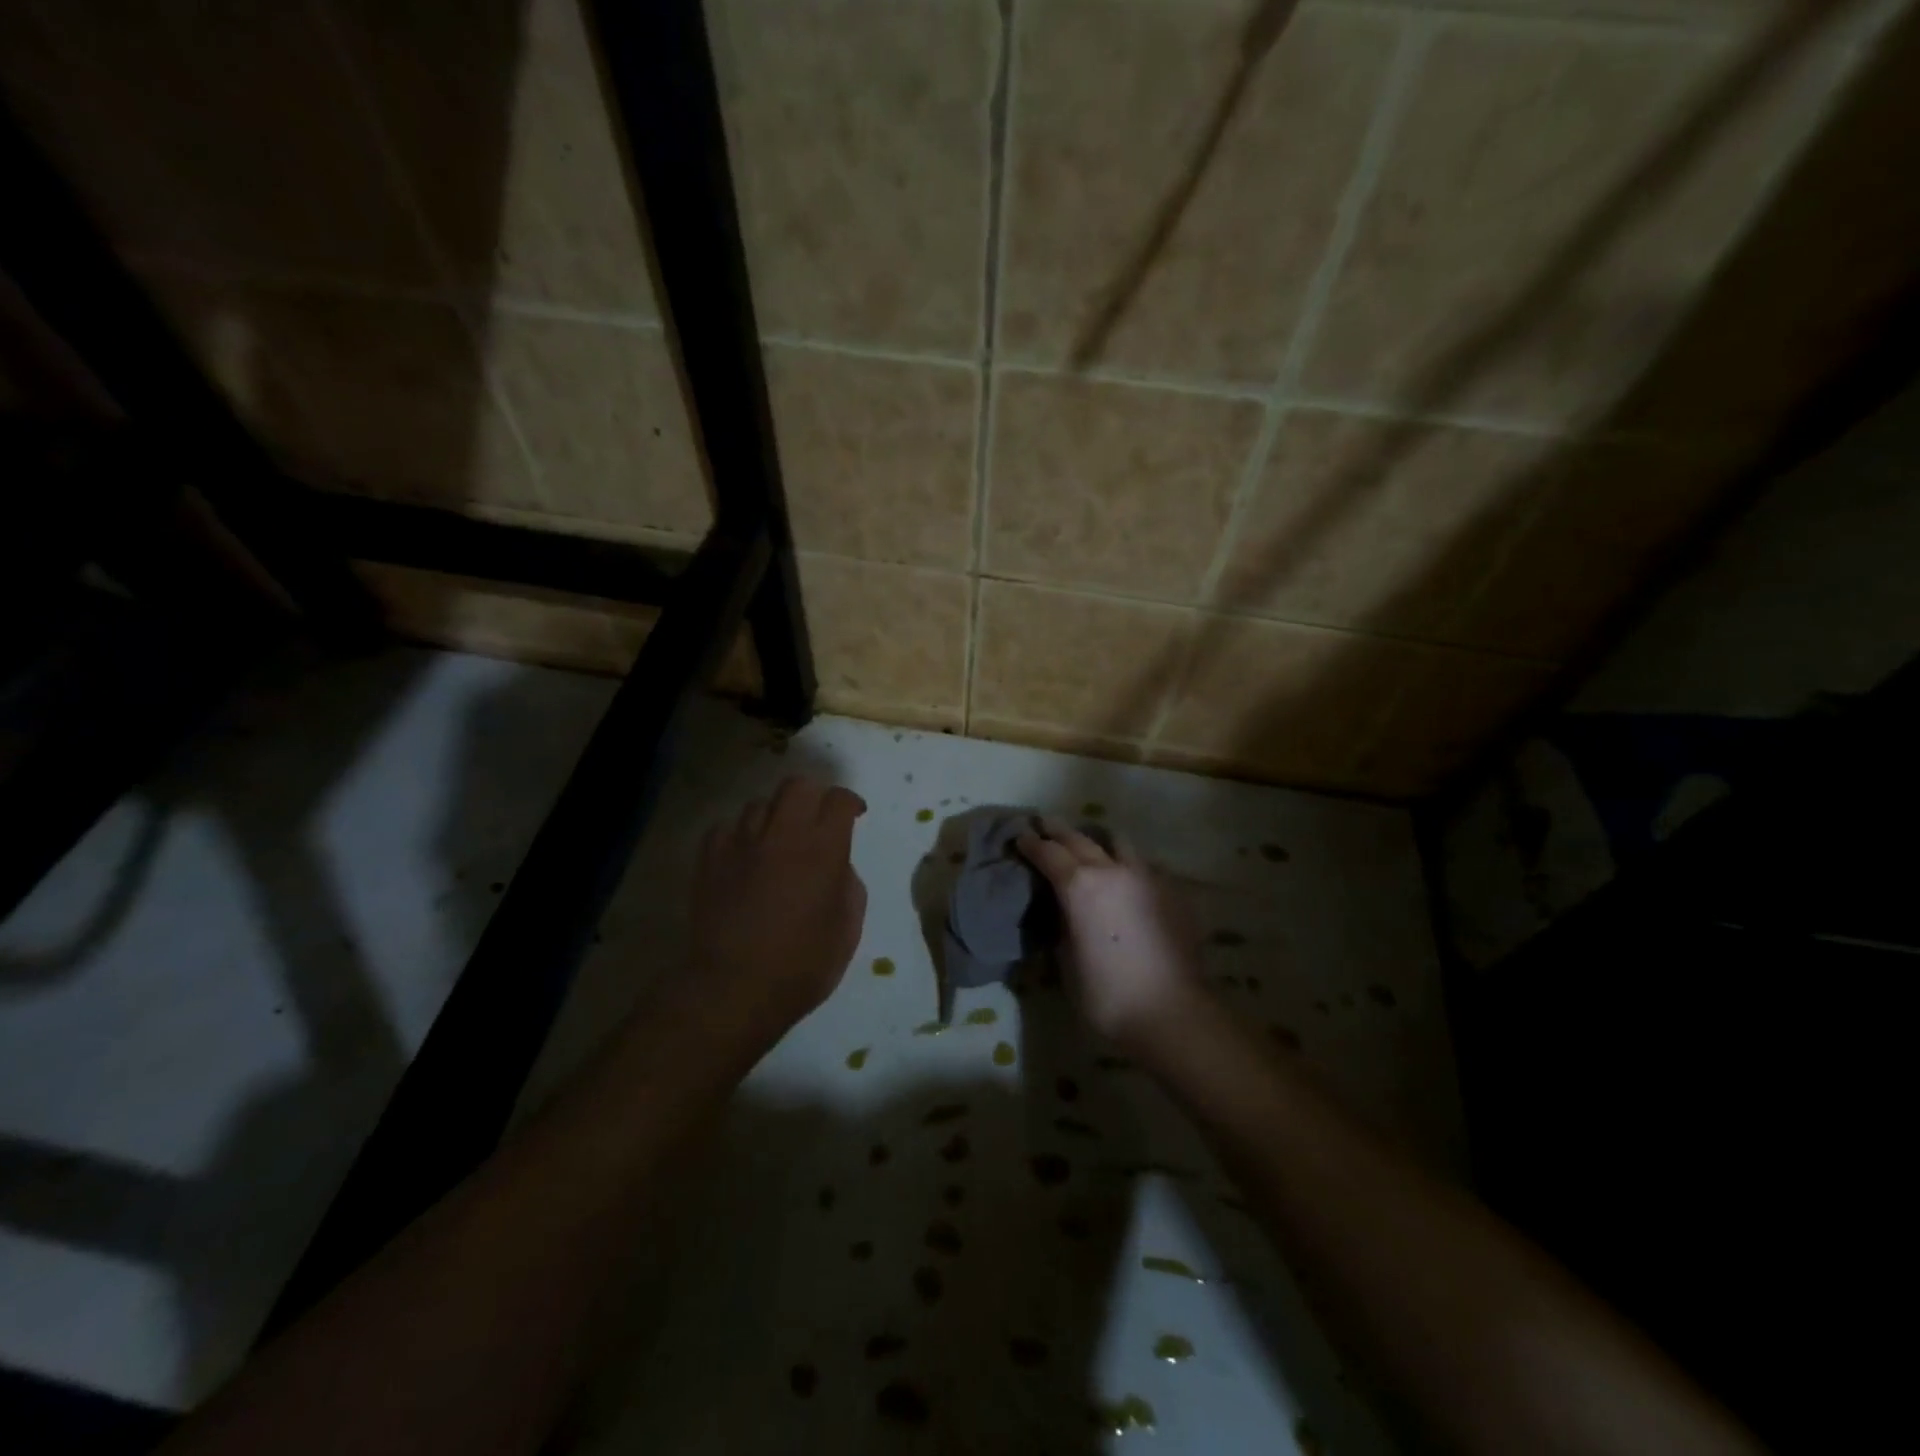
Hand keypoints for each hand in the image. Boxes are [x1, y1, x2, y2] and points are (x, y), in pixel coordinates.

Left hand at [687, 776, 867, 1039]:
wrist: (733, 989)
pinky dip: (741, 835)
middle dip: (814, 795)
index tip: (855, 815)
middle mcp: (782, 835)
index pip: (839, 800)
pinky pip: (727, 828)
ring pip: (760, 803)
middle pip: (798, 786)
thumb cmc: (802, 966)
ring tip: (779, 840)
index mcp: (823, 850)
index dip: (850, 802)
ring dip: (776, 815)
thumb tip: (837, 866)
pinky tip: (746, 855)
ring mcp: (741, 843)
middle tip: (818, 818)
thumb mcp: (847, 929)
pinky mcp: (710, 859)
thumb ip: (848, 885)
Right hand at [1016, 819, 1204, 1054]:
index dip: (1032, 844)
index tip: (1021, 837)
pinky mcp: (1172, 891)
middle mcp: (1112, 870)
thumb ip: (1062, 925)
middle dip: (1059, 831)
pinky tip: (1125, 880)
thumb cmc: (1107, 994)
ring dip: (1098, 841)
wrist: (1172, 1012)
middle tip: (1045, 826)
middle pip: (1080, 838)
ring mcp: (1146, 877)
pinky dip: (1126, 865)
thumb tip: (1063, 912)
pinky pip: (1143, 866)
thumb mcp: (1067, 960)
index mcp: (1079, 885)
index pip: (1049, 853)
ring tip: (1090, 847)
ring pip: (1118, 843)